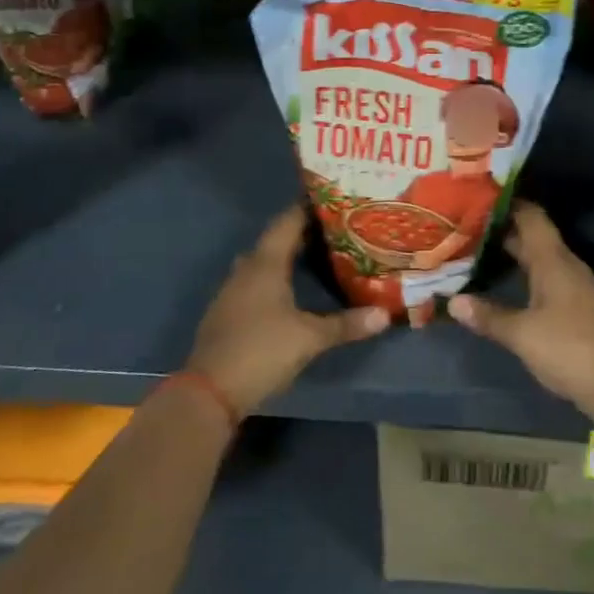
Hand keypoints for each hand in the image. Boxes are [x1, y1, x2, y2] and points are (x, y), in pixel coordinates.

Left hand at [187, 206, 389, 415]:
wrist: (209, 392)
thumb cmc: (262, 351)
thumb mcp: (310, 339)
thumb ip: (346, 325)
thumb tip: (385, 315)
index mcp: (265, 264)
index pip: (287, 223)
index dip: (307, 209)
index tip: (333, 201)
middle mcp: (246, 270)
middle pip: (274, 241)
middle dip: (301, 234)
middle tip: (332, 232)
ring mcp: (231, 292)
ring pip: (261, 263)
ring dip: (284, 257)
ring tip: (314, 257)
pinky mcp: (226, 313)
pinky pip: (253, 283)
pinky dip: (272, 279)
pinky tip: (288, 292)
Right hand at [447, 202, 593, 422]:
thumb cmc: (568, 348)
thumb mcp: (522, 333)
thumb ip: (488, 315)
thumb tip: (453, 301)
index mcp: (553, 260)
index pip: (531, 216)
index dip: (508, 203)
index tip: (479, 197)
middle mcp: (565, 264)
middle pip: (533, 235)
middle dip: (503, 228)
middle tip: (468, 224)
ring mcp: (574, 284)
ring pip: (540, 256)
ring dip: (514, 251)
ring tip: (480, 249)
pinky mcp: (576, 304)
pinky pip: (547, 274)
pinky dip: (525, 272)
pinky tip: (506, 281)